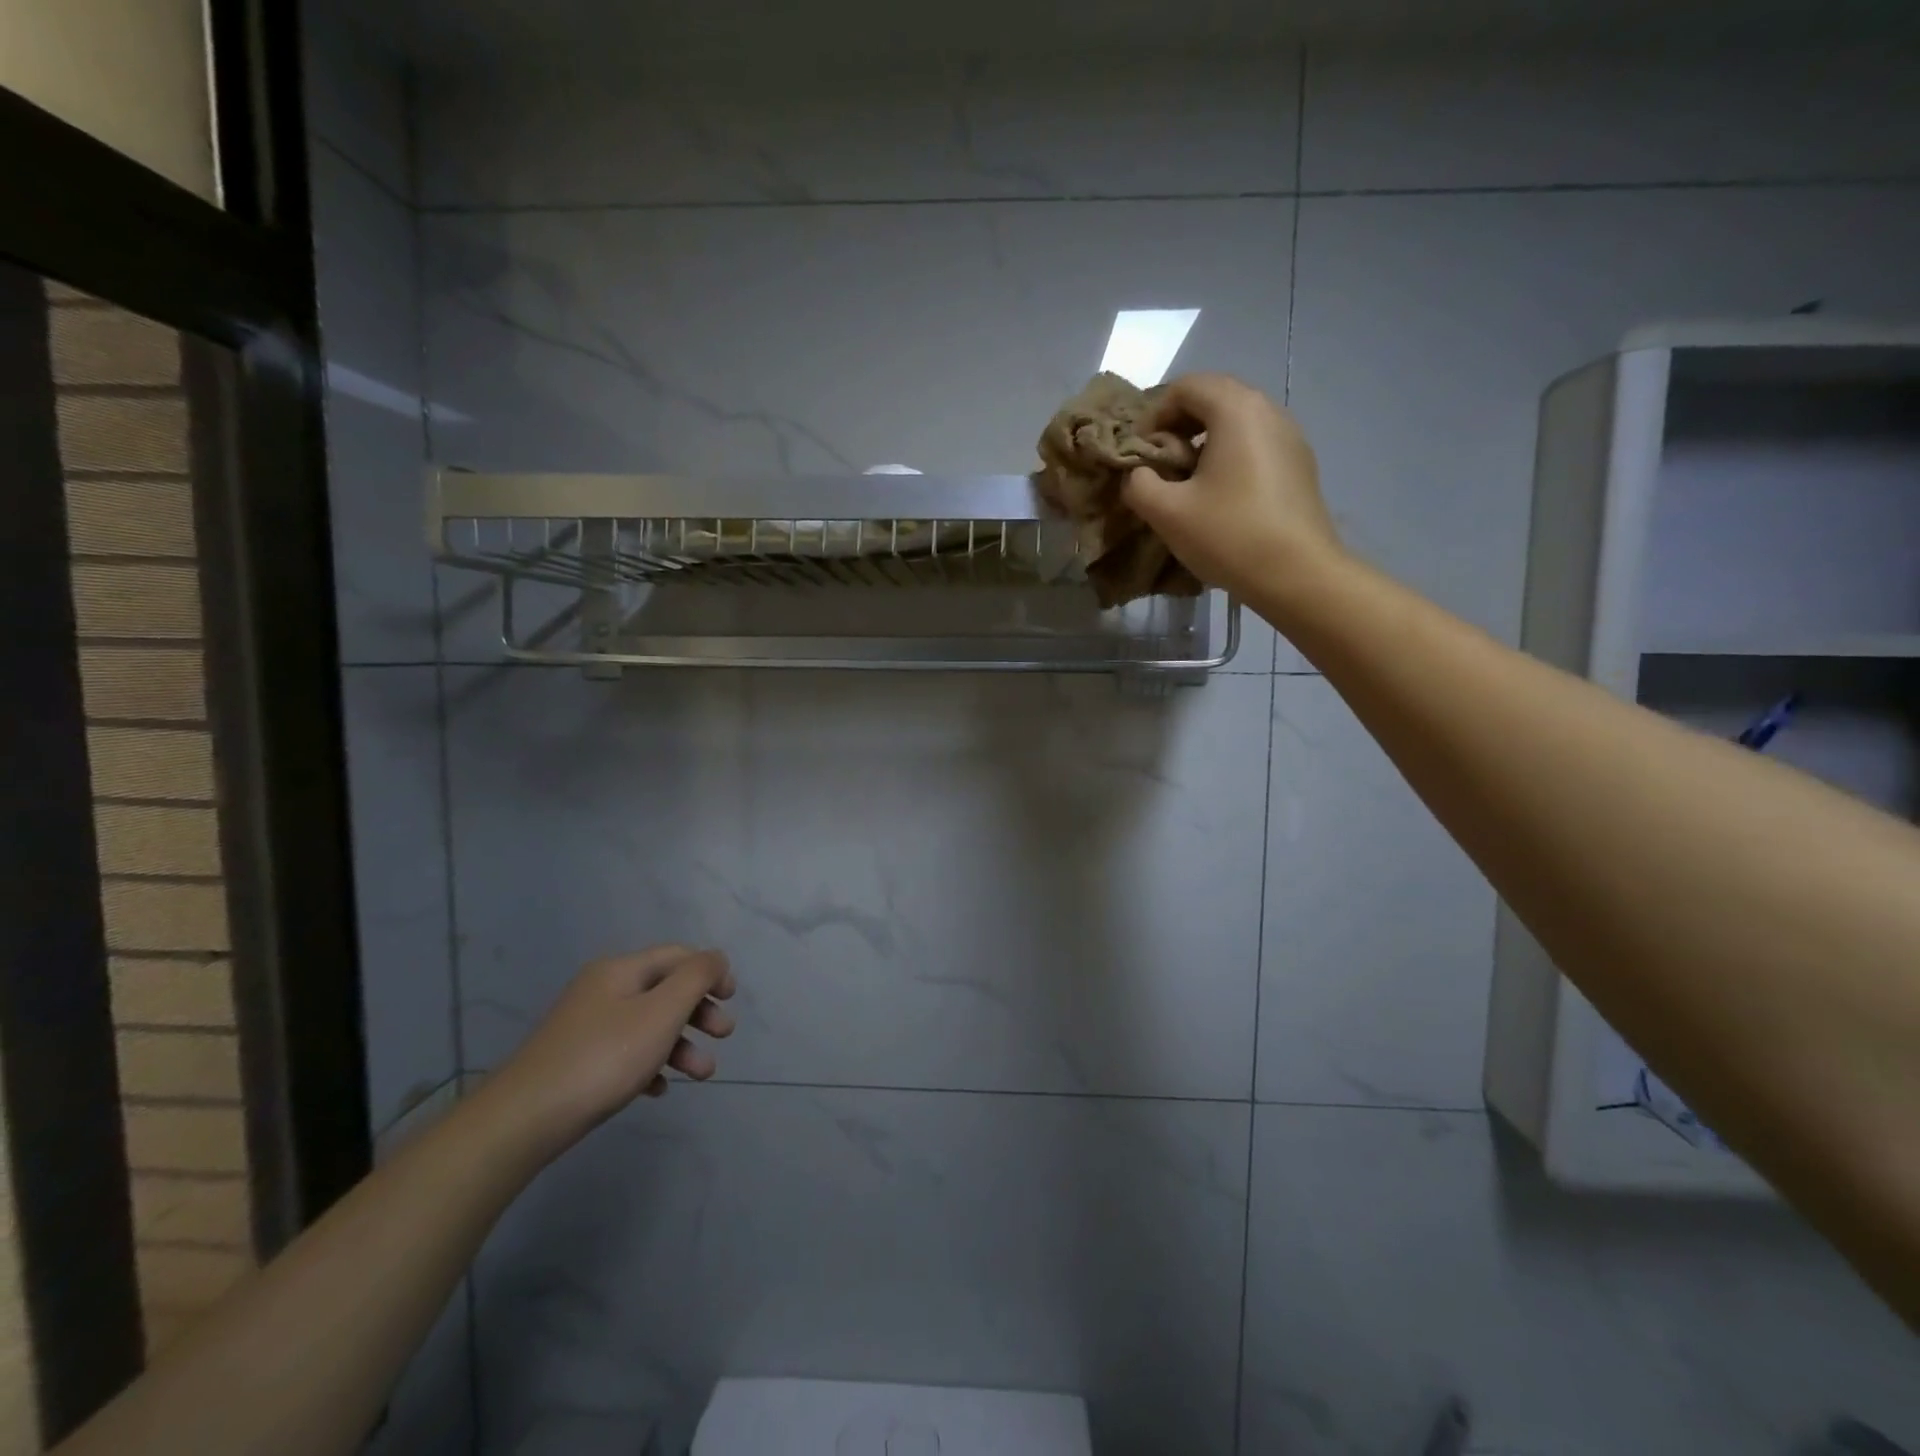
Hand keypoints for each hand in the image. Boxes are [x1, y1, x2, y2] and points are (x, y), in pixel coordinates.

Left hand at [480, 946, 735, 1150]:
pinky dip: (649, 1064)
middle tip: (723, 1035)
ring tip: (701, 1075)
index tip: (731, 999)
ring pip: (648, 1025)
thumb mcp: (662, 1012)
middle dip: (699, 1011)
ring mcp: (586, 1026)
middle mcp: (603, 989)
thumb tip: (715, 958)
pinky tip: (658, 1089)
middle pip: (665, 990)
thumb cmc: (604, 1058)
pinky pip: (625, 1052)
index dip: (710, 971)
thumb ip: (696, 978)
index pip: (678, 955)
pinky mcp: (576, 1060)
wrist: (523, 1120)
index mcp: (622, 970)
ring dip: (680, 1044)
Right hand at [1122, 373, 1342, 604]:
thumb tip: (1138, 475)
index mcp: (1236, 409)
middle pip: (1213, 399)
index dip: (1154, 416)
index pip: (1185, 387)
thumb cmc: (1229, 535)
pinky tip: (1220, 499)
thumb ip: (1139, 484)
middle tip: (1160, 468)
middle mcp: (1268, 410)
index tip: (1141, 454)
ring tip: (1187, 486)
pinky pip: (1255, 445)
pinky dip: (1229, 458)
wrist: (1298, 575)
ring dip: (1203, 445)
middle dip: (1178, 428)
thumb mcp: (1167, 512)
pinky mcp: (1299, 465)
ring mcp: (1290, 437)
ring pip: (1236, 424)